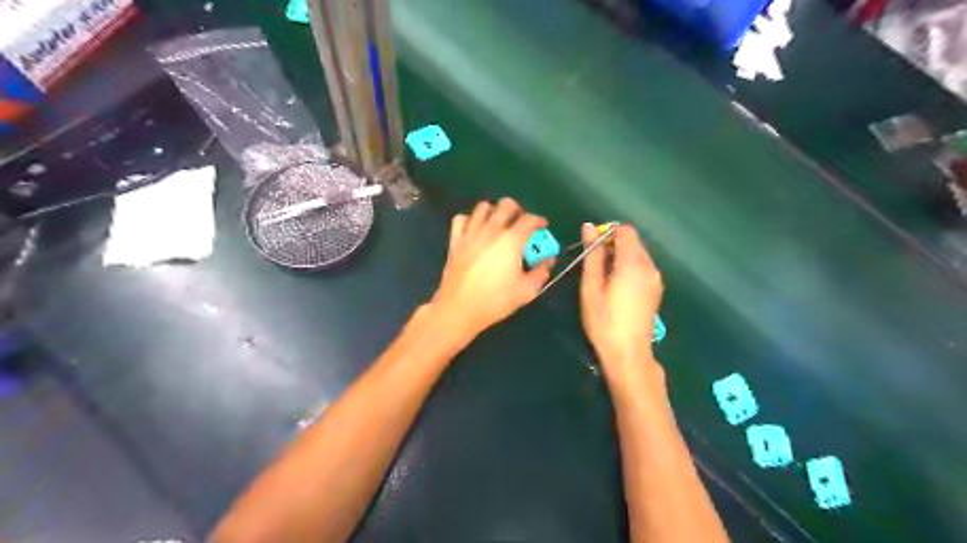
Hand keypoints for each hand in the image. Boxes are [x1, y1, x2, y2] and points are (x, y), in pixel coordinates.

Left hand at [428, 200, 556, 343]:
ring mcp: (470, 233)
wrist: (459, 309)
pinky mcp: (455, 241)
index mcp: (511, 240)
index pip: (529, 219)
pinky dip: (470, 220)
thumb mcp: (526, 291)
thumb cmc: (496, 300)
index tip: (543, 226)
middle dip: (517, 210)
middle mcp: (491, 230)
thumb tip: (548, 260)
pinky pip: (461, 219)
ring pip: (483, 207)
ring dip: (494, 211)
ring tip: (499, 224)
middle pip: (506, 205)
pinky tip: (475, 230)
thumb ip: (540, 272)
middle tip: (521, 222)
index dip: (539, 220)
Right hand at [577, 225, 660, 378]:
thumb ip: (592, 254)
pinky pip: (643, 268)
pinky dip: (629, 269)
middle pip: (633, 242)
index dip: (608, 233)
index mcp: (633, 263)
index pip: (625, 230)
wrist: (628, 353)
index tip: (593, 248)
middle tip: (594, 266)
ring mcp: (656, 279)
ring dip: (621, 258)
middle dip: (613, 246)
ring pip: (638, 255)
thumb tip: (589, 226)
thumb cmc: (604, 320)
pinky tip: (617, 289)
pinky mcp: (656, 290)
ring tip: (604, 280)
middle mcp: (649, 266)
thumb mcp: (591, 286)